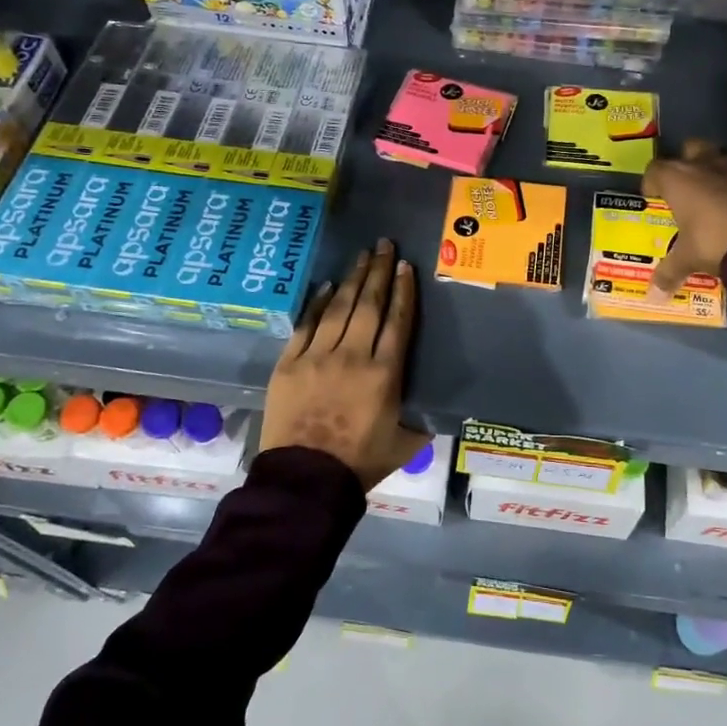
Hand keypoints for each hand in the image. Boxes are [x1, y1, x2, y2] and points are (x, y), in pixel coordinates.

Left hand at [261, 239, 432, 491]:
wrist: (305, 480)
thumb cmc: (360, 463)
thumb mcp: (405, 444)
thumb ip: (422, 421)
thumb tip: (438, 410)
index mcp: (385, 374)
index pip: (398, 321)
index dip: (403, 291)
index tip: (406, 267)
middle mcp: (353, 356)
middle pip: (369, 305)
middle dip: (379, 272)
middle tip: (384, 245)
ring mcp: (317, 356)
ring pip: (339, 308)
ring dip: (353, 279)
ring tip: (362, 256)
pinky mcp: (288, 363)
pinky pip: (306, 325)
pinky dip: (318, 303)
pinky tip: (328, 286)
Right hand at [642, 140, 726, 297]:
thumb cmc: (715, 242)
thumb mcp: (689, 259)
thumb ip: (669, 273)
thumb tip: (653, 297)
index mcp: (678, 179)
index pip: (655, 169)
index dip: (651, 182)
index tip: (653, 197)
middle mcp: (705, 164)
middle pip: (689, 149)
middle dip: (686, 163)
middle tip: (685, 188)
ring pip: (720, 158)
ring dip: (715, 172)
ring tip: (714, 196)